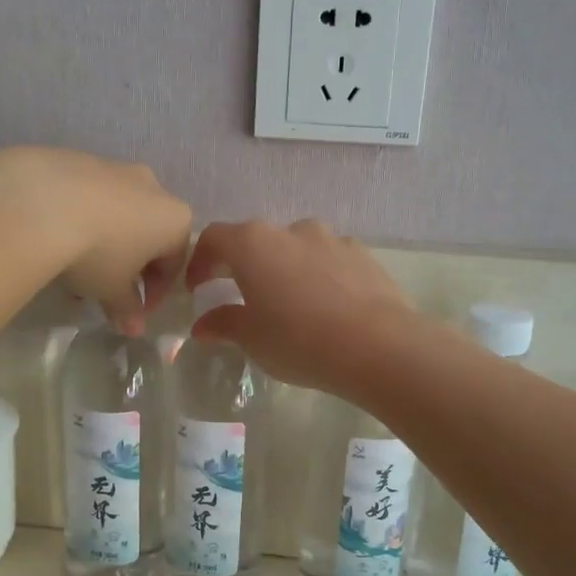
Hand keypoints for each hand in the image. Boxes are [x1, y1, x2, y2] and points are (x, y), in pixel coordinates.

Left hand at [0, 147, 191, 333]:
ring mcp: (116, 167)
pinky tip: (56, 237)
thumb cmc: (97, 252)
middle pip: (148, 233)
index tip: (135, 312)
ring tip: (76, 268)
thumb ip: (128, 309)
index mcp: (174, 219)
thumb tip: (134, 329)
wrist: (41, 202)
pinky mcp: (80, 158)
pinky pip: (89, 195)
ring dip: (105, 241)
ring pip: (118, 212)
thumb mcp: (113, 290)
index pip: (174, 263)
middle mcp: (154, 187)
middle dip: (130, 265)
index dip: (156, 293)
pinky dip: (81, 217)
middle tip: (106, 290)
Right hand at [184, 219, 419, 395]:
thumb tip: (203, 325)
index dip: (200, 262)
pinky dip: (319, 277)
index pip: (214, 239)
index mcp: (253, 244)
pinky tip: (327, 307)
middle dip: (245, 267)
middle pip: (257, 241)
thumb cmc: (298, 340)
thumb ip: (224, 324)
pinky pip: (330, 261)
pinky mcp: (363, 255)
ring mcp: (332, 239)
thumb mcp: (252, 339)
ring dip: (286, 270)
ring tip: (290, 305)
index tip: (197, 288)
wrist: (377, 345)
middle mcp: (291, 230)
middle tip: (242, 297)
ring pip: (297, 249)